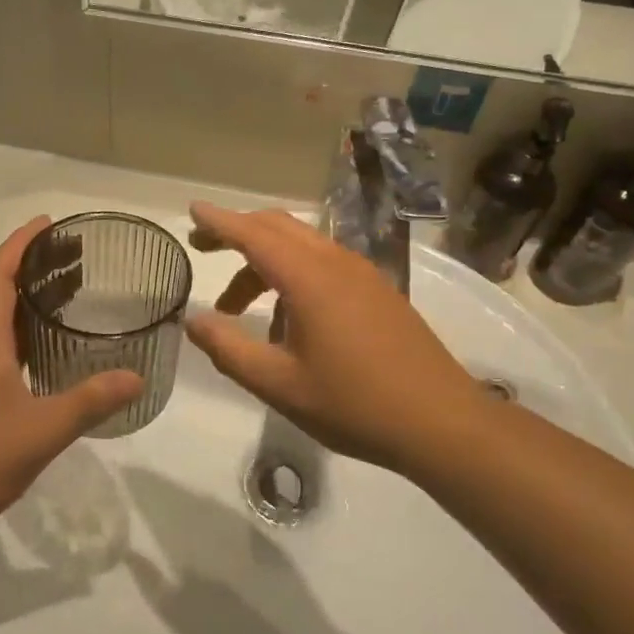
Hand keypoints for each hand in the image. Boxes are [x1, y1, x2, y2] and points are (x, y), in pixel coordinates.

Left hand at [0, 217, 142, 542]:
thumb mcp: (40, 431)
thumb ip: (88, 402)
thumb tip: (135, 376)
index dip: (20, 243)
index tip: (48, 223)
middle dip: (32, 267)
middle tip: (74, 256)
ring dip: (28, 301)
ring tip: (68, 295)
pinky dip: (23, 336)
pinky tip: (46, 355)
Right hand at [183, 202, 493, 477]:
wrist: (442, 422)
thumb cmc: (354, 404)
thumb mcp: (278, 384)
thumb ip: (228, 349)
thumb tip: (193, 320)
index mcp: (309, 279)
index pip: (253, 234)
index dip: (219, 221)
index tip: (192, 211)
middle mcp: (336, 263)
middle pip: (278, 227)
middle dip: (237, 231)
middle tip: (203, 247)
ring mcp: (362, 274)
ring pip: (302, 244)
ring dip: (264, 259)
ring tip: (236, 304)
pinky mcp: (378, 291)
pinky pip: (323, 262)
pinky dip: (291, 271)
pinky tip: (286, 316)